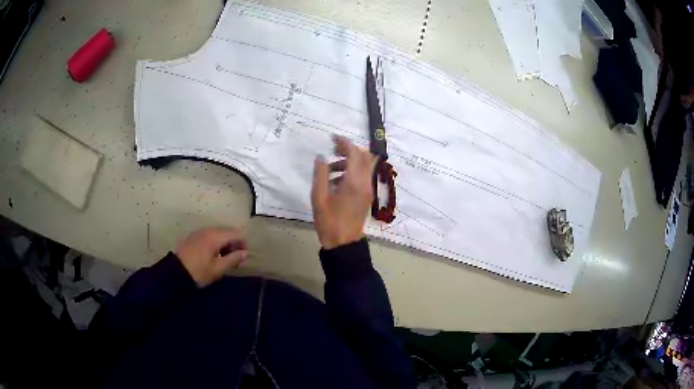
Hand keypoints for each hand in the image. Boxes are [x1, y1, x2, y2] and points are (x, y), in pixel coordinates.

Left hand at [175, 227, 248, 286]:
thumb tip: (245, 253)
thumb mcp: (218, 268)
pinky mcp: (193, 237)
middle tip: (235, 260)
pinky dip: (215, 244)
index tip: (243, 257)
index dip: (243, 244)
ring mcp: (199, 233)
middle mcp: (208, 230)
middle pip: (227, 232)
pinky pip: (209, 236)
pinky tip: (213, 256)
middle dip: (234, 244)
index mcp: (215, 236)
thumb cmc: (199, 272)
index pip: (236, 233)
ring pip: (218, 234)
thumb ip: (233, 259)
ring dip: (224, 244)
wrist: (175, 273)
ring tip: (225, 260)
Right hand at [311, 136, 374, 248]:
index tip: (332, 138)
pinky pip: (363, 176)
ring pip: (364, 166)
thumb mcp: (319, 197)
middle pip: (364, 156)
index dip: (344, 143)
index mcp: (354, 182)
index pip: (355, 153)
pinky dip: (352, 171)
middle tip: (333, 149)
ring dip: (350, 161)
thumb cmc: (329, 221)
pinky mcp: (366, 196)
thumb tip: (321, 157)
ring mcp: (368, 190)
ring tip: (330, 169)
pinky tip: (336, 180)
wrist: (343, 243)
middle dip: (349, 149)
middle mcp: (365, 182)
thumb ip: (320, 174)